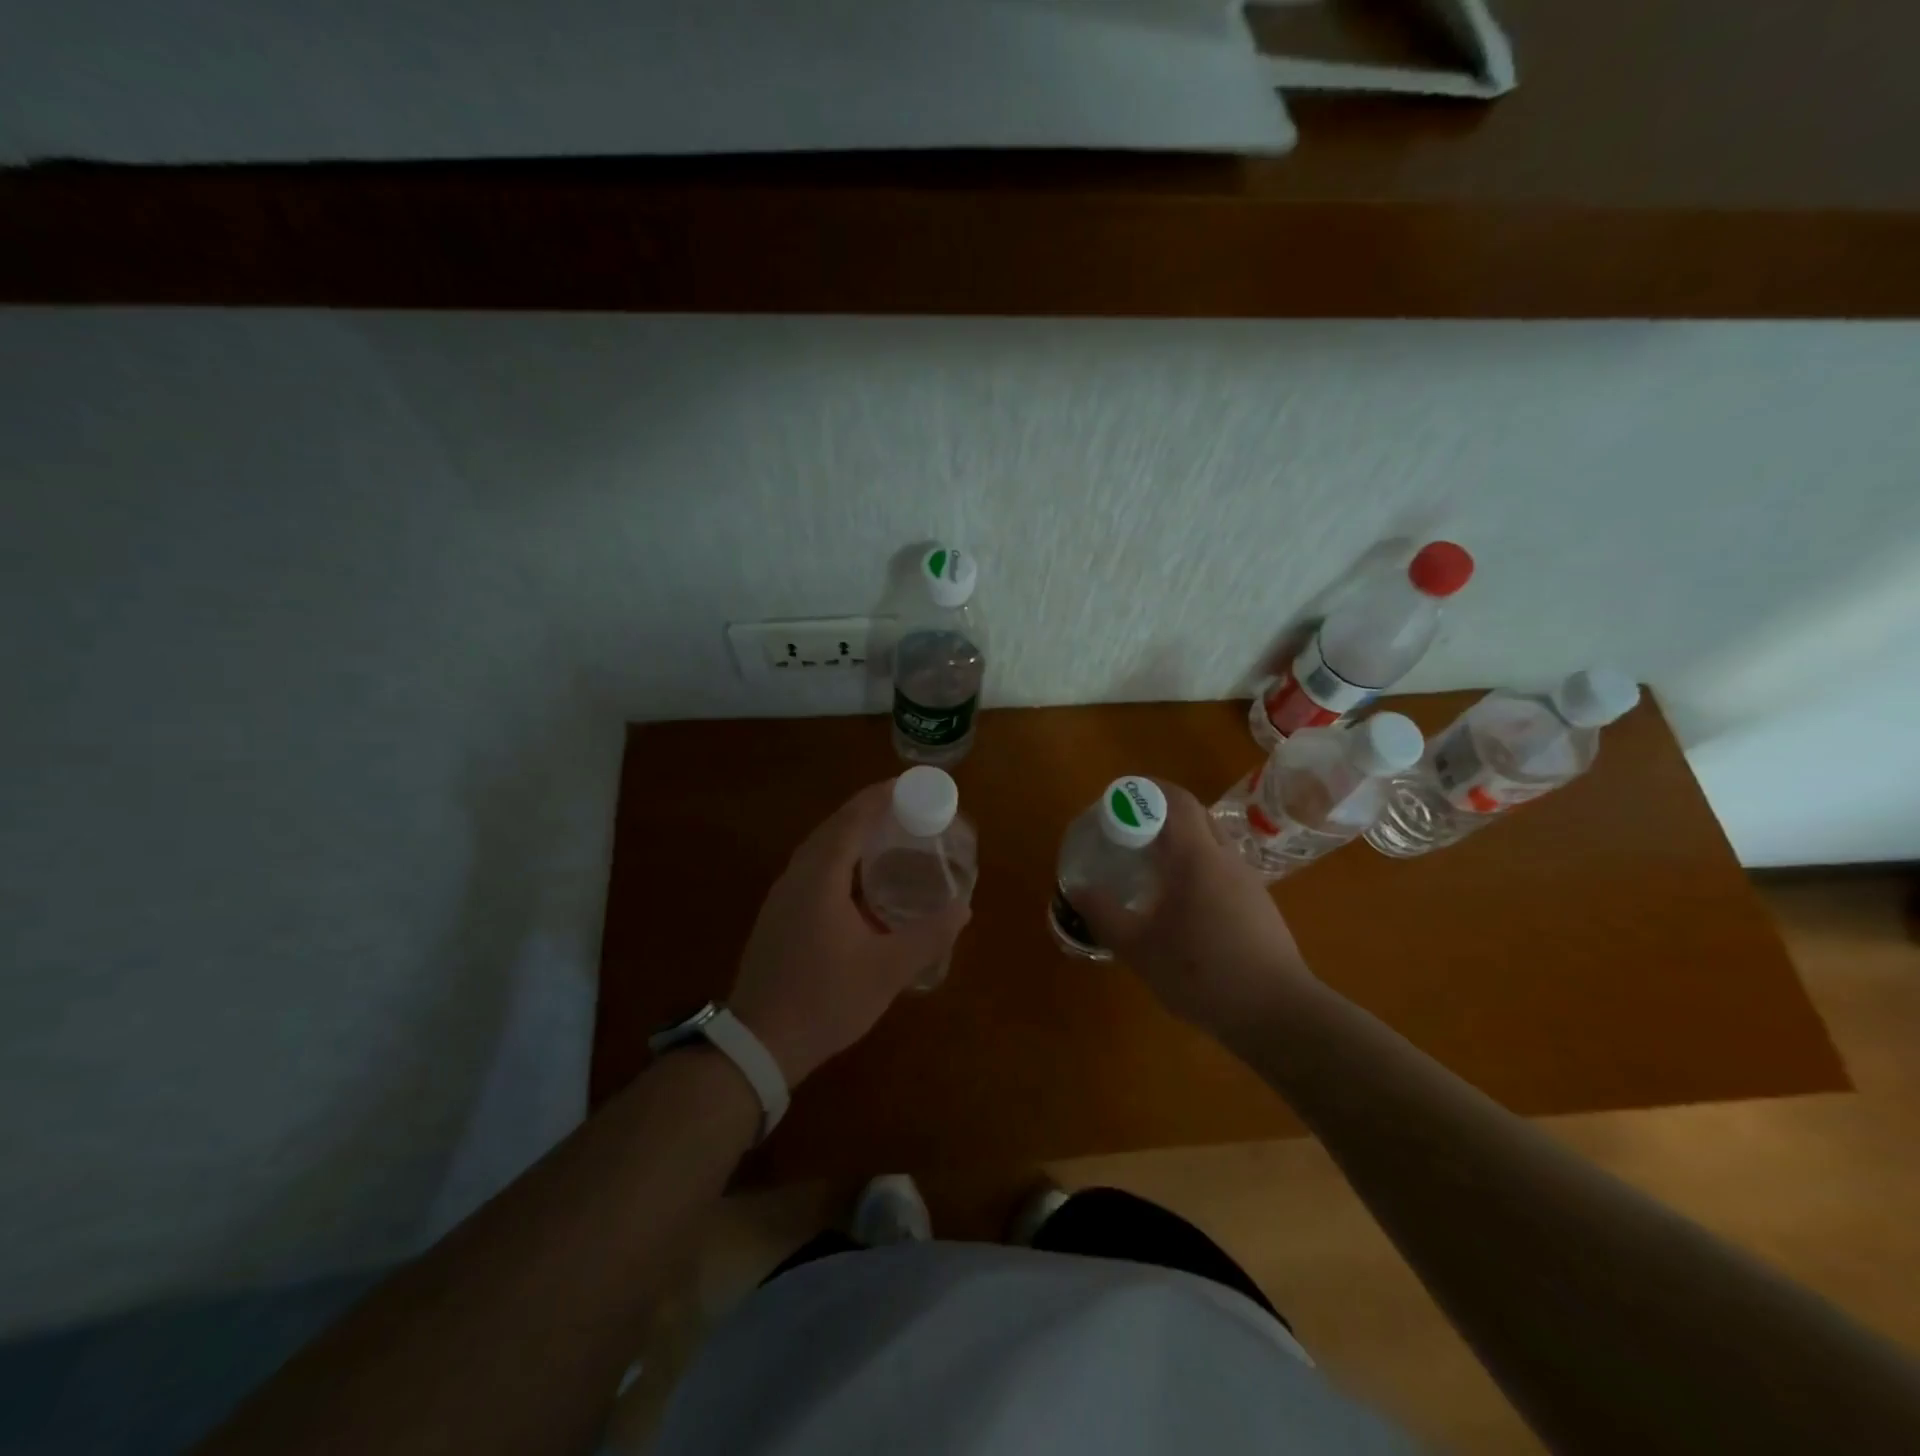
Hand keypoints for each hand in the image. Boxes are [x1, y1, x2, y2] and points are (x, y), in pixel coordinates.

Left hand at [730, 781, 970, 1085]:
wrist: (759, 1043)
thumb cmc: (825, 1000)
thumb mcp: (888, 971)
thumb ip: (929, 936)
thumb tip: (963, 908)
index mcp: (821, 877)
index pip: (852, 819)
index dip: (880, 797)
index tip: (908, 784)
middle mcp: (797, 875)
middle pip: (834, 827)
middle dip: (868, 810)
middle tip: (907, 808)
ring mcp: (782, 895)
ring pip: (820, 848)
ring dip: (852, 834)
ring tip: (888, 835)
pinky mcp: (778, 914)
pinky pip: (812, 868)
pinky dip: (839, 857)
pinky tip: (860, 879)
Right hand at [1078, 783, 1315, 1041]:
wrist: (1278, 1015)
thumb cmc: (1202, 974)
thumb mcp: (1139, 948)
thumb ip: (1104, 914)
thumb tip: (1078, 889)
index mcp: (1197, 857)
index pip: (1175, 800)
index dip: (1144, 789)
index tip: (1116, 800)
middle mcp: (1226, 858)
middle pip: (1193, 815)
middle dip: (1158, 813)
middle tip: (1126, 831)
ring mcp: (1247, 881)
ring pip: (1209, 842)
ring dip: (1179, 841)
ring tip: (1147, 866)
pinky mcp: (1258, 905)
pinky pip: (1220, 867)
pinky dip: (1195, 866)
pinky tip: (1179, 903)